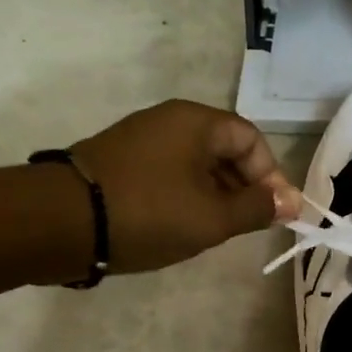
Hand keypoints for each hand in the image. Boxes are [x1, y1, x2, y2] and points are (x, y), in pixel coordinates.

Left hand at [72, 101, 300, 275]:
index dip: (270, 177)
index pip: (251, 140)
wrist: (59, 222)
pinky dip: (185, 196)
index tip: (276, 214)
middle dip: (243, 188)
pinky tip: (180, 226)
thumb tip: (292, 203)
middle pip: (223, 150)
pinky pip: (168, 173)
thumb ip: (256, 209)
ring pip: (195, 164)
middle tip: (247, 226)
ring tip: (215, 231)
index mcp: (196, 122)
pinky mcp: (118, 161)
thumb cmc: (149, 213)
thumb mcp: (212, 218)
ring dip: (215, 195)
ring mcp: (139, 139)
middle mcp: (169, 120)